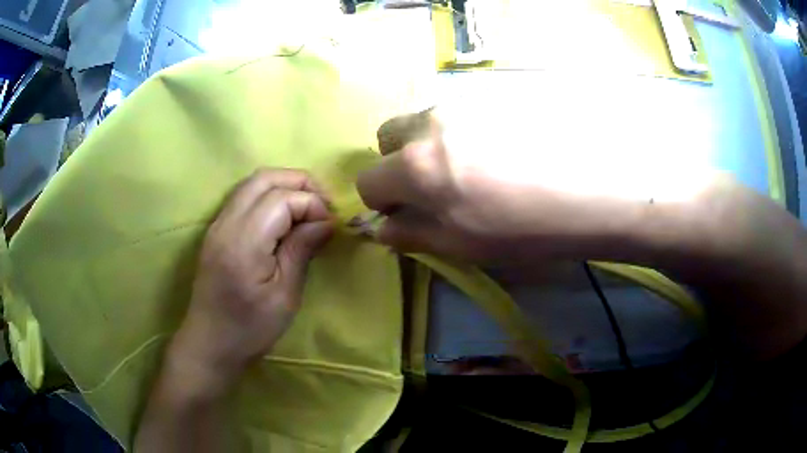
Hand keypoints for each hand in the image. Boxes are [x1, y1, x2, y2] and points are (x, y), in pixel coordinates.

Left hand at [169, 169, 333, 388]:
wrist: (209, 343)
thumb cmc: (249, 329)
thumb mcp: (285, 297)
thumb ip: (301, 250)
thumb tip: (326, 222)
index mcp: (244, 242)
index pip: (282, 199)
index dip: (312, 204)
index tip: (331, 225)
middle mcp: (226, 223)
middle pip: (265, 178)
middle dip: (300, 183)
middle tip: (323, 206)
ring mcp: (218, 224)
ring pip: (253, 183)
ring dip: (284, 186)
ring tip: (308, 208)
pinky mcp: (216, 230)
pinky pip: (244, 196)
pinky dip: (269, 195)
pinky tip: (284, 217)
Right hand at [356, 108, 635, 262]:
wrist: (585, 198)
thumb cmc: (519, 230)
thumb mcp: (458, 244)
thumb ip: (410, 234)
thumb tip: (382, 229)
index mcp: (415, 165)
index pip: (367, 180)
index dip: (379, 201)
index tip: (403, 213)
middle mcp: (430, 124)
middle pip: (386, 136)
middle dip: (394, 163)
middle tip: (429, 187)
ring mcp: (462, 106)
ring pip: (419, 121)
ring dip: (424, 145)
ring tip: (464, 169)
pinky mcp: (490, 101)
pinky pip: (453, 115)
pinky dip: (454, 134)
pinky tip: (490, 155)